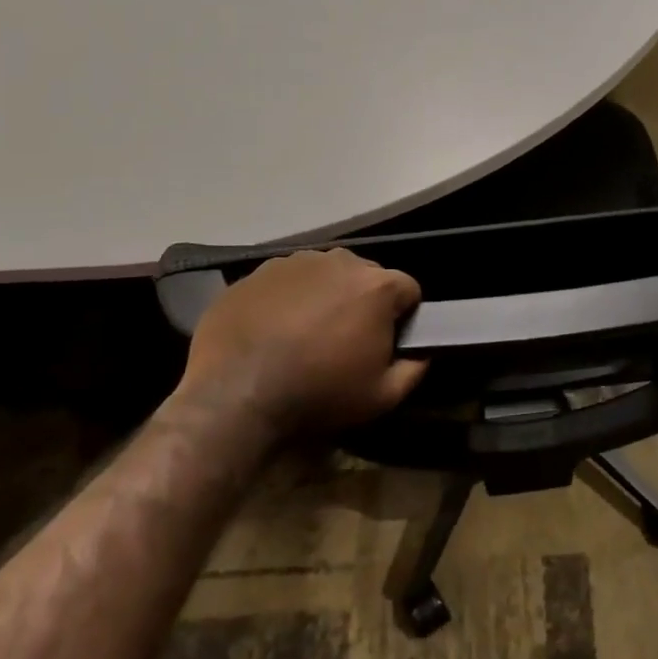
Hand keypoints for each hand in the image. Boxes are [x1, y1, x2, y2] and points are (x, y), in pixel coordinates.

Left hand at [179, 250, 426, 438]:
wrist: (235, 395)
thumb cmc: (319, 394)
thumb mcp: (382, 397)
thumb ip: (414, 369)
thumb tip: (422, 352)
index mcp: (376, 286)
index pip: (408, 289)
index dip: (403, 316)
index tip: (387, 342)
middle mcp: (339, 261)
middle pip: (365, 276)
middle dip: (362, 302)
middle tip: (345, 340)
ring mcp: (295, 262)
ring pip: (324, 275)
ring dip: (325, 296)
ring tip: (305, 335)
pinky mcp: (257, 271)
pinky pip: (286, 280)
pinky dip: (287, 299)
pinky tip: (273, 331)